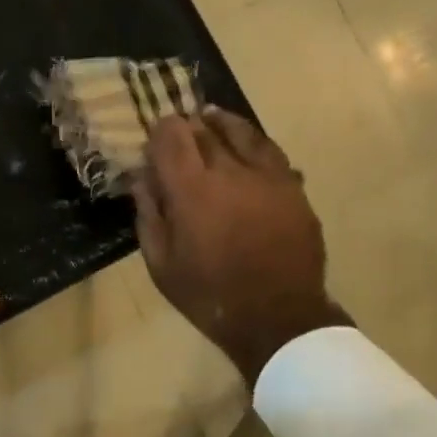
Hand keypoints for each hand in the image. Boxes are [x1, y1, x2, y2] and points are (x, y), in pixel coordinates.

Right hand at [135, 108, 350, 383]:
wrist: (277, 317)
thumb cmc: (210, 296)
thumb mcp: (161, 264)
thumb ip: (149, 215)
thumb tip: (142, 179)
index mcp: (192, 190)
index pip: (171, 136)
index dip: (159, 132)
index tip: (154, 142)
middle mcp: (230, 171)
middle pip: (204, 130)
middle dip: (188, 127)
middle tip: (179, 132)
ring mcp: (267, 176)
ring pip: (242, 132)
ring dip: (222, 124)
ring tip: (211, 119)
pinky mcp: (293, 187)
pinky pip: (270, 151)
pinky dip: (253, 142)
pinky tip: (247, 145)